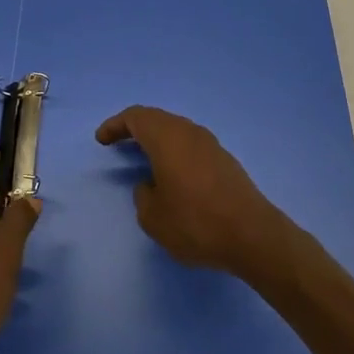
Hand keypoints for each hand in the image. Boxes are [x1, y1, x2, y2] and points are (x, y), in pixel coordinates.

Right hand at [96, 107, 295, 280]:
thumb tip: (151, 184)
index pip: (136, 117)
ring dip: (157, 138)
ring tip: (143, 156)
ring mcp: (211, 144)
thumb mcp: (153, 217)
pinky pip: (191, 144)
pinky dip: (174, 150)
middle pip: (157, 119)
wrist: (252, 235)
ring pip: (176, 130)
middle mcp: (189, 132)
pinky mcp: (224, 159)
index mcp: (167, 138)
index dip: (115, 125)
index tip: (102, 140)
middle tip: (118, 142)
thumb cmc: (196, 223)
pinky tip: (172, 171)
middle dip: (135, 128)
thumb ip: (143, 195)